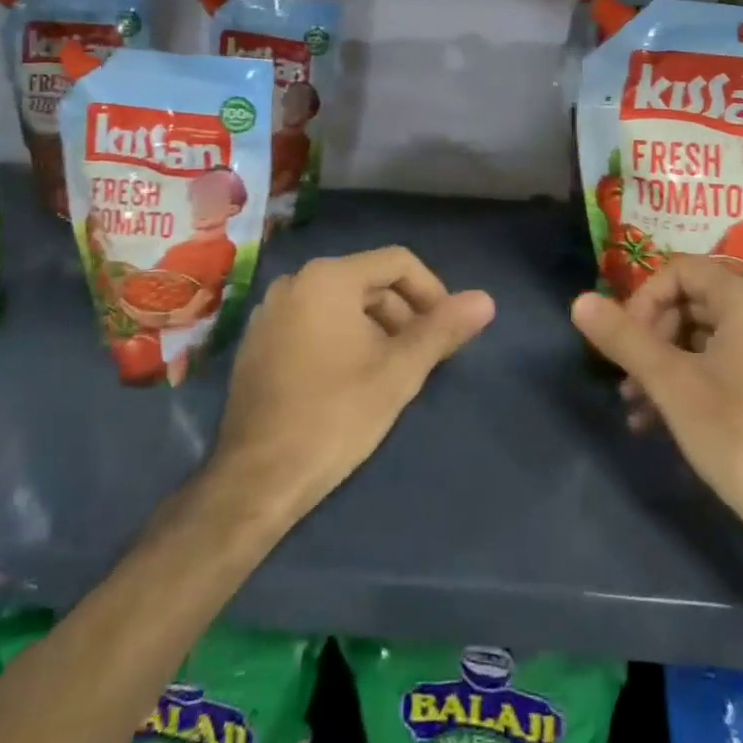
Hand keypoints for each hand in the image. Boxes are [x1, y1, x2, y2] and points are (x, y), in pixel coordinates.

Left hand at [214, 248, 493, 521]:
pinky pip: (312, 322)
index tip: (447, 330)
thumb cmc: (336, 415)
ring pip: (340, 303)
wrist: (256, 479)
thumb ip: (443, 329)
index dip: (432, 291)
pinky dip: (341, 337)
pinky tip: (350, 380)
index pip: (397, 262)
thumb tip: (486, 300)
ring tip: (390, 371)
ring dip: (374, 327)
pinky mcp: (257, 342)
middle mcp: (295, 281)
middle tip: (422, 356)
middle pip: (367, 281)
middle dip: (403, 313)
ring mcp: (269, 312)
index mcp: (328, 277)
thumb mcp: (399, 371)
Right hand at [570, 256, 742, 560]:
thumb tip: (579, 301)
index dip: (643, 299)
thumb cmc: (737, 433)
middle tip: (625, 376)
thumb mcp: (670, 382)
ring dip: (661, 363)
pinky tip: (655, 420)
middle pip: (689, 301)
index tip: (623, 340)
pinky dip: (686, 380)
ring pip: (700, 336)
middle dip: (649, 336)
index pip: (680, 271)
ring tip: (633, 405)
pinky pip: (719, 362)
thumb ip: (623, 337)